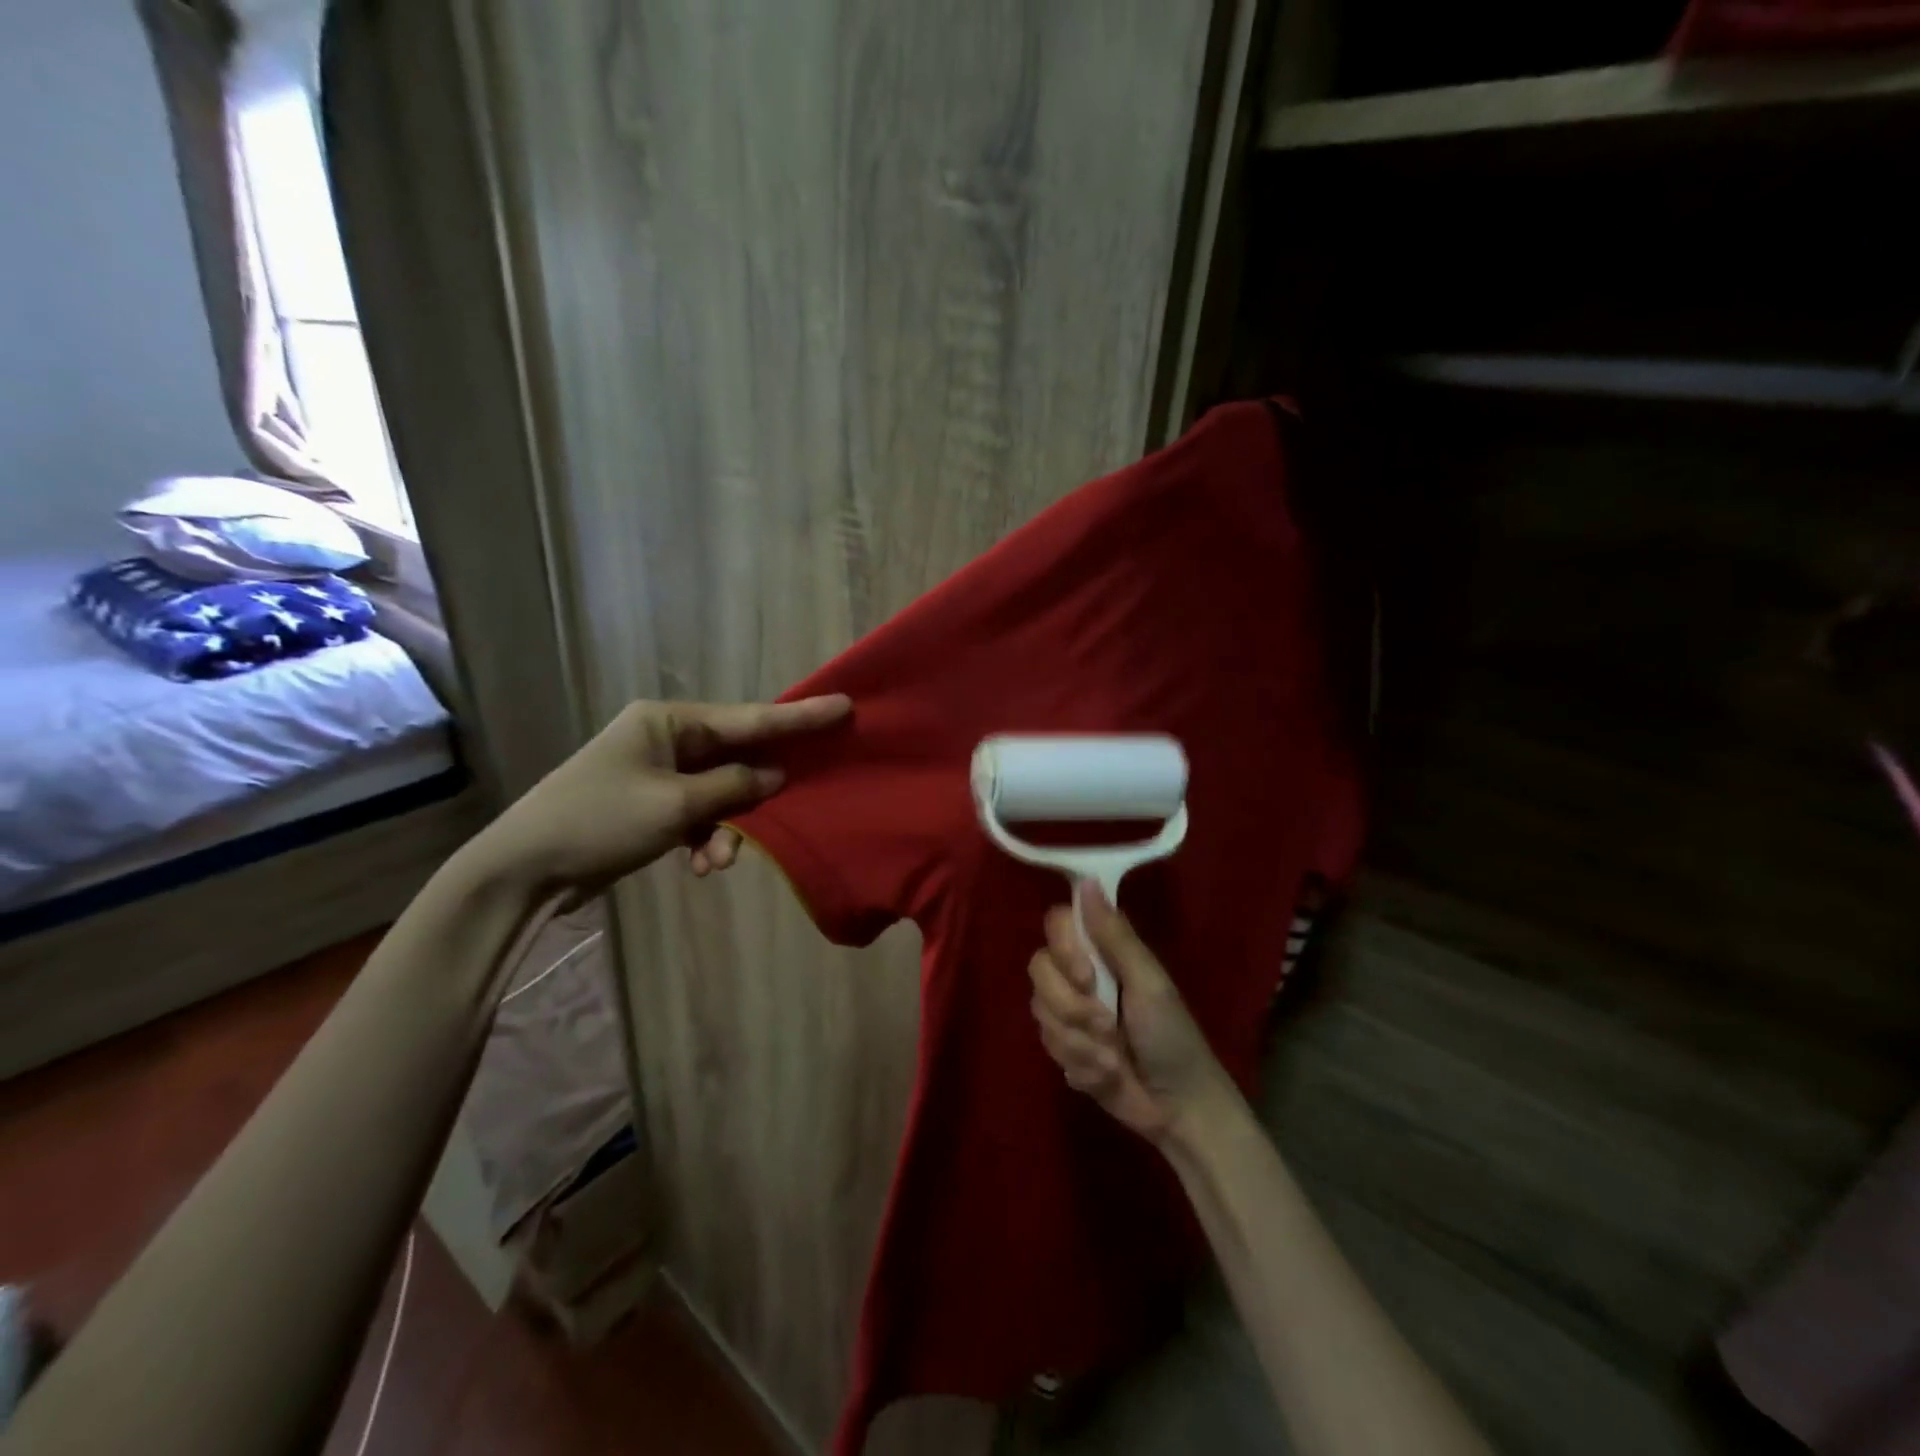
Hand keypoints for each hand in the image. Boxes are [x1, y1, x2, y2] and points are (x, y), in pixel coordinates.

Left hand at [466, 695, 850, 896]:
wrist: (523, 871)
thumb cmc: (599, 822)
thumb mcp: (673, 805)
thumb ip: (732, 787)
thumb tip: (775, 775)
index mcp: (668, 721)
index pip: (749, 717)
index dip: (799, 718)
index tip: (844, 706)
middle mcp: (666, 738)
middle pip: (737, 755)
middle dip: (760, 787)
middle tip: (803, 795)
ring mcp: (658, 772)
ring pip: (720, 792)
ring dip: (728, 828)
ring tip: (719, 862)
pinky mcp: (652, 805)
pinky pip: (699, 814)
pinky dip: (707, 838)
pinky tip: (702, 866)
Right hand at [1027, 885, 1240, 1146]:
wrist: (1179, 1108)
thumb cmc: (1172, 1036)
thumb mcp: (1149, 983)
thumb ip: (1114, 935)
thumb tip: (1088, 880)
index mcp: (1102, 952)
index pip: (1057, 925)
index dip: (1064, 950)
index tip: (1087, 977)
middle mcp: (1078, 975)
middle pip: (1039, 969)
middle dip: (1072, 1008)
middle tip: (1109, 1028)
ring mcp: (1068, 1013)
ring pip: (1041, 1013)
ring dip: (1080, 1043)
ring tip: (1113, 1059)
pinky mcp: (1064, 1049)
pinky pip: (1049, 1048)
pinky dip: (1082, 1065)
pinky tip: (1107, 1075)